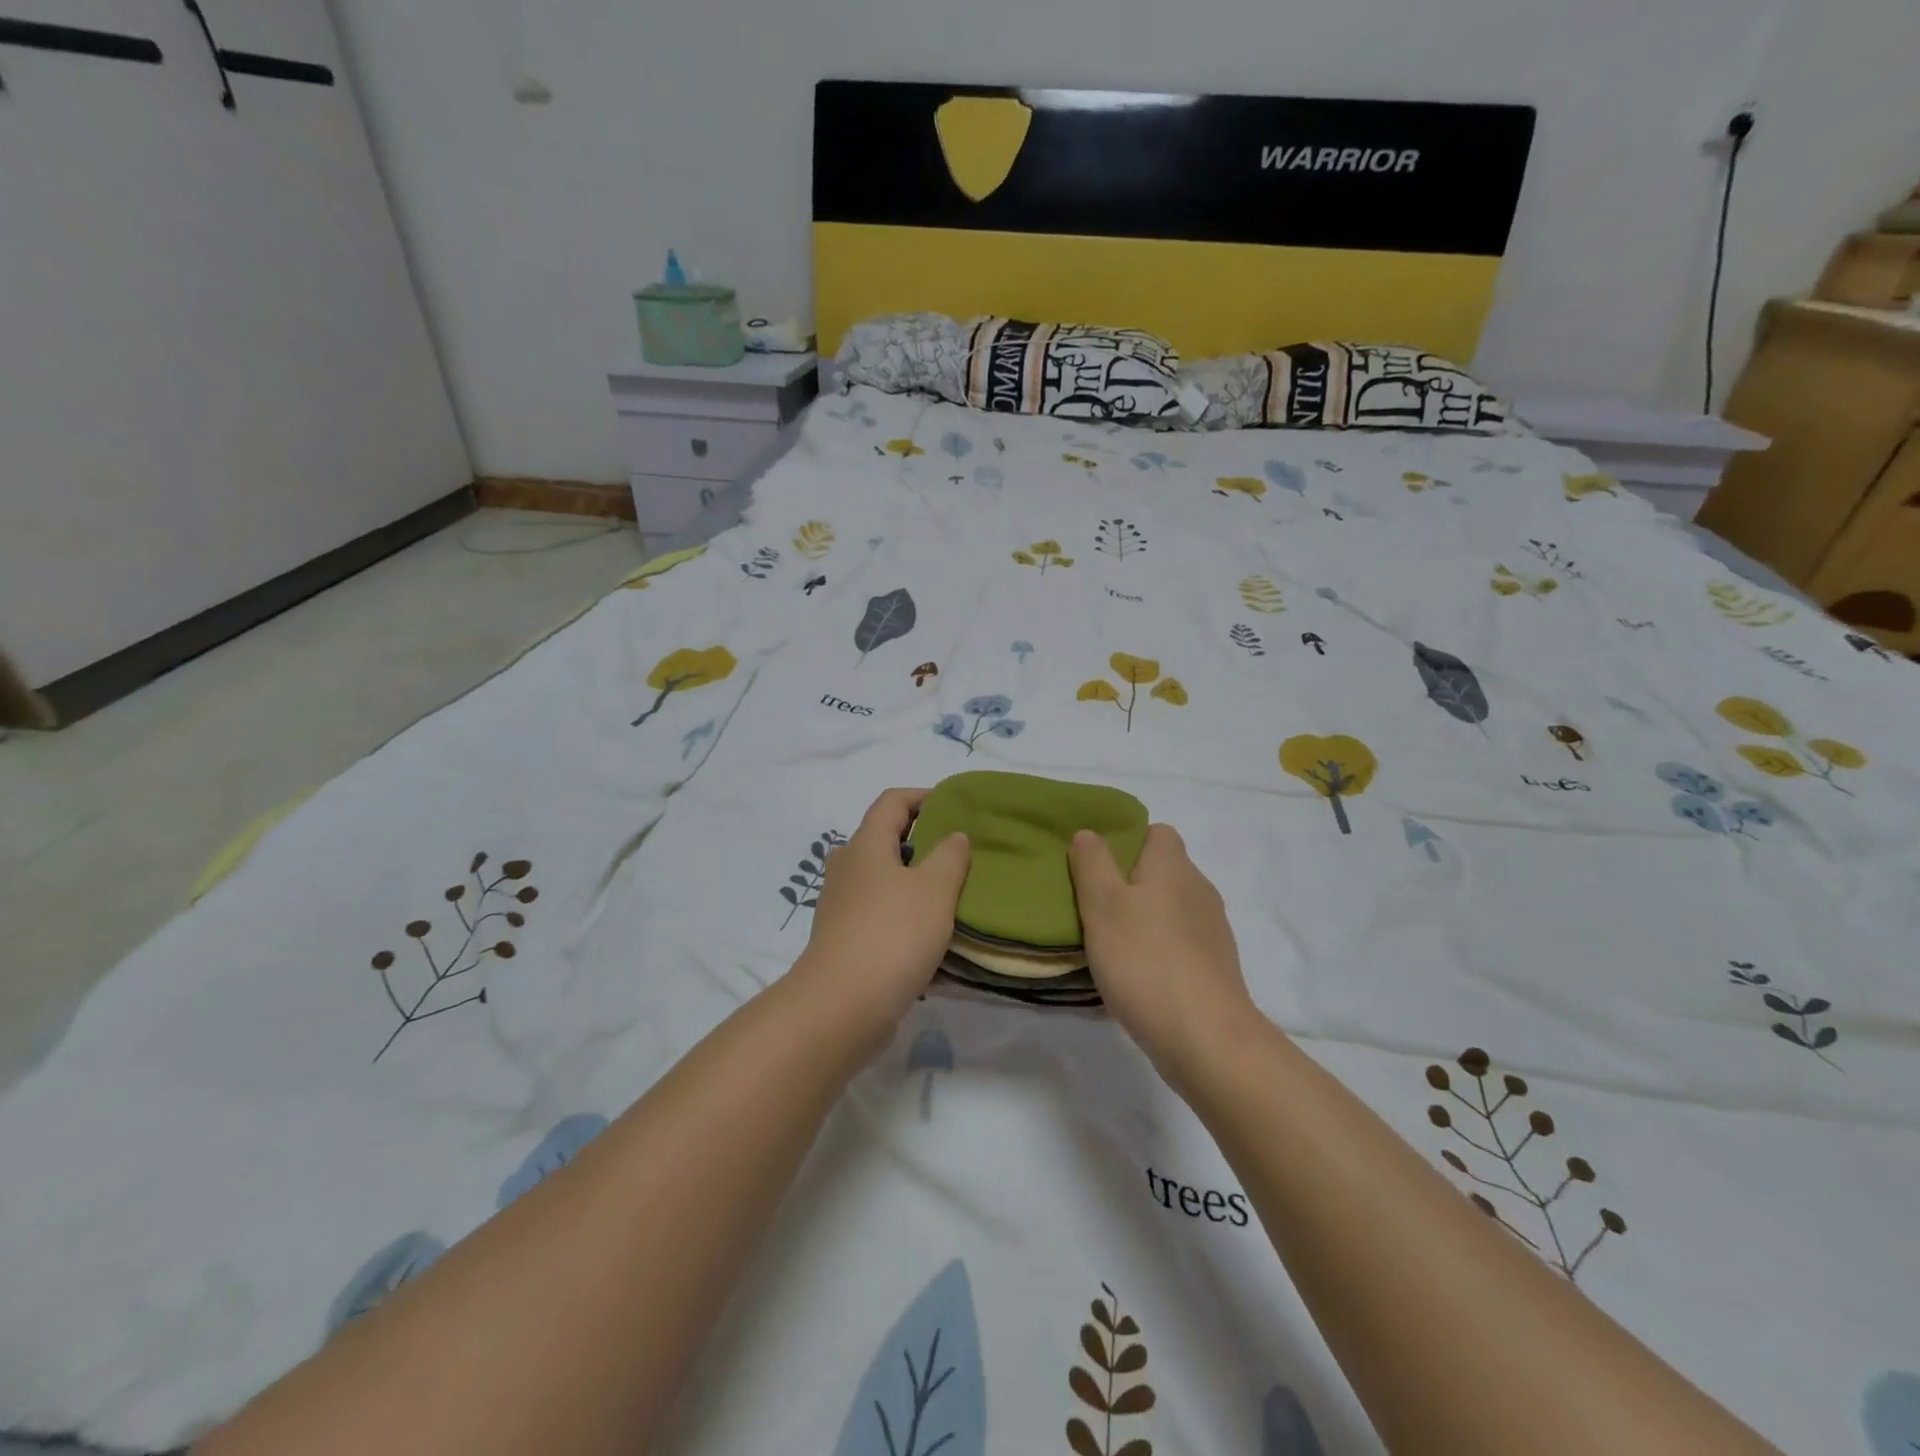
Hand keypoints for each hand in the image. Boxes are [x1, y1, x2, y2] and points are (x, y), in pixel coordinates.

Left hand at [793, 788, 969, 1038]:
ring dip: (916, 885)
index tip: (955, 807)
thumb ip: (950, 856)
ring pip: (884, 882)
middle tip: (959, 856)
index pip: (892, 801)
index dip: (923, 796)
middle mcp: (847, 868)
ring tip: (953, 900)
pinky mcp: (843, 941)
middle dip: (922, 844)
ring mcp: (841, 906)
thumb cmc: (892, 935)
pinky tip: (934, 942)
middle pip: (885, 841)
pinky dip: (906, 920)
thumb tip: (952, 836)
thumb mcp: (935, 889)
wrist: (841, 1008)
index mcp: (865, 845)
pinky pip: (881, 918)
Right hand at [1068, 825, 1255, 1088]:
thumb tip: (1090, 833)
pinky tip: (1135, 976)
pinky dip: (1158, 950)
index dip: (1127, 841)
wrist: (1205, 1037)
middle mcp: (1199, 889)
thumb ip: (1092, 864)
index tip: (1097, 866)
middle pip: (1162, 871)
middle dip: (1129, 883)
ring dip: (1143, 919)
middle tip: (1093, 906)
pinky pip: (1179, 943)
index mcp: (1173, 866)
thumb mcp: (1102, 904)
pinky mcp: (1215, 966)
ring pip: (1170, 908)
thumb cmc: (1145, 960)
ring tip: (1109, 944)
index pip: (1157, 832)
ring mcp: (1212, 930)